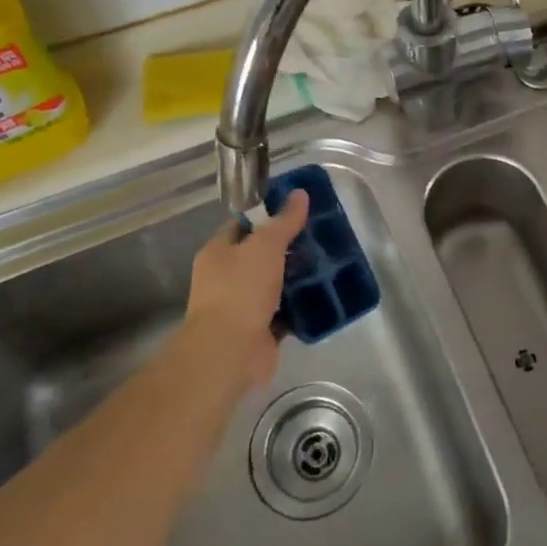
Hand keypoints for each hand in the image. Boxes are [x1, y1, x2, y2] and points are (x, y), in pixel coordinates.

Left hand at [180, 191, 309, 393]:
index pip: (242, 225)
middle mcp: (226, 278)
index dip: (267, 216)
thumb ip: (284, 221)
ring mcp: (242, 306)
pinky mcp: (260, 330)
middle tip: (319, 237)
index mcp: (218, 253)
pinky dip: (301, 306)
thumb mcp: (265, 245)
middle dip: (288, 247)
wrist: (230, 352)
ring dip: (297, 277)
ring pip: (275, 284)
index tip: (297, 210)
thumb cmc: (241, 289)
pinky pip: (285, 312)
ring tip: (328, 263)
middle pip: (261, 255)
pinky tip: (325, 294)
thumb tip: (300, 193)